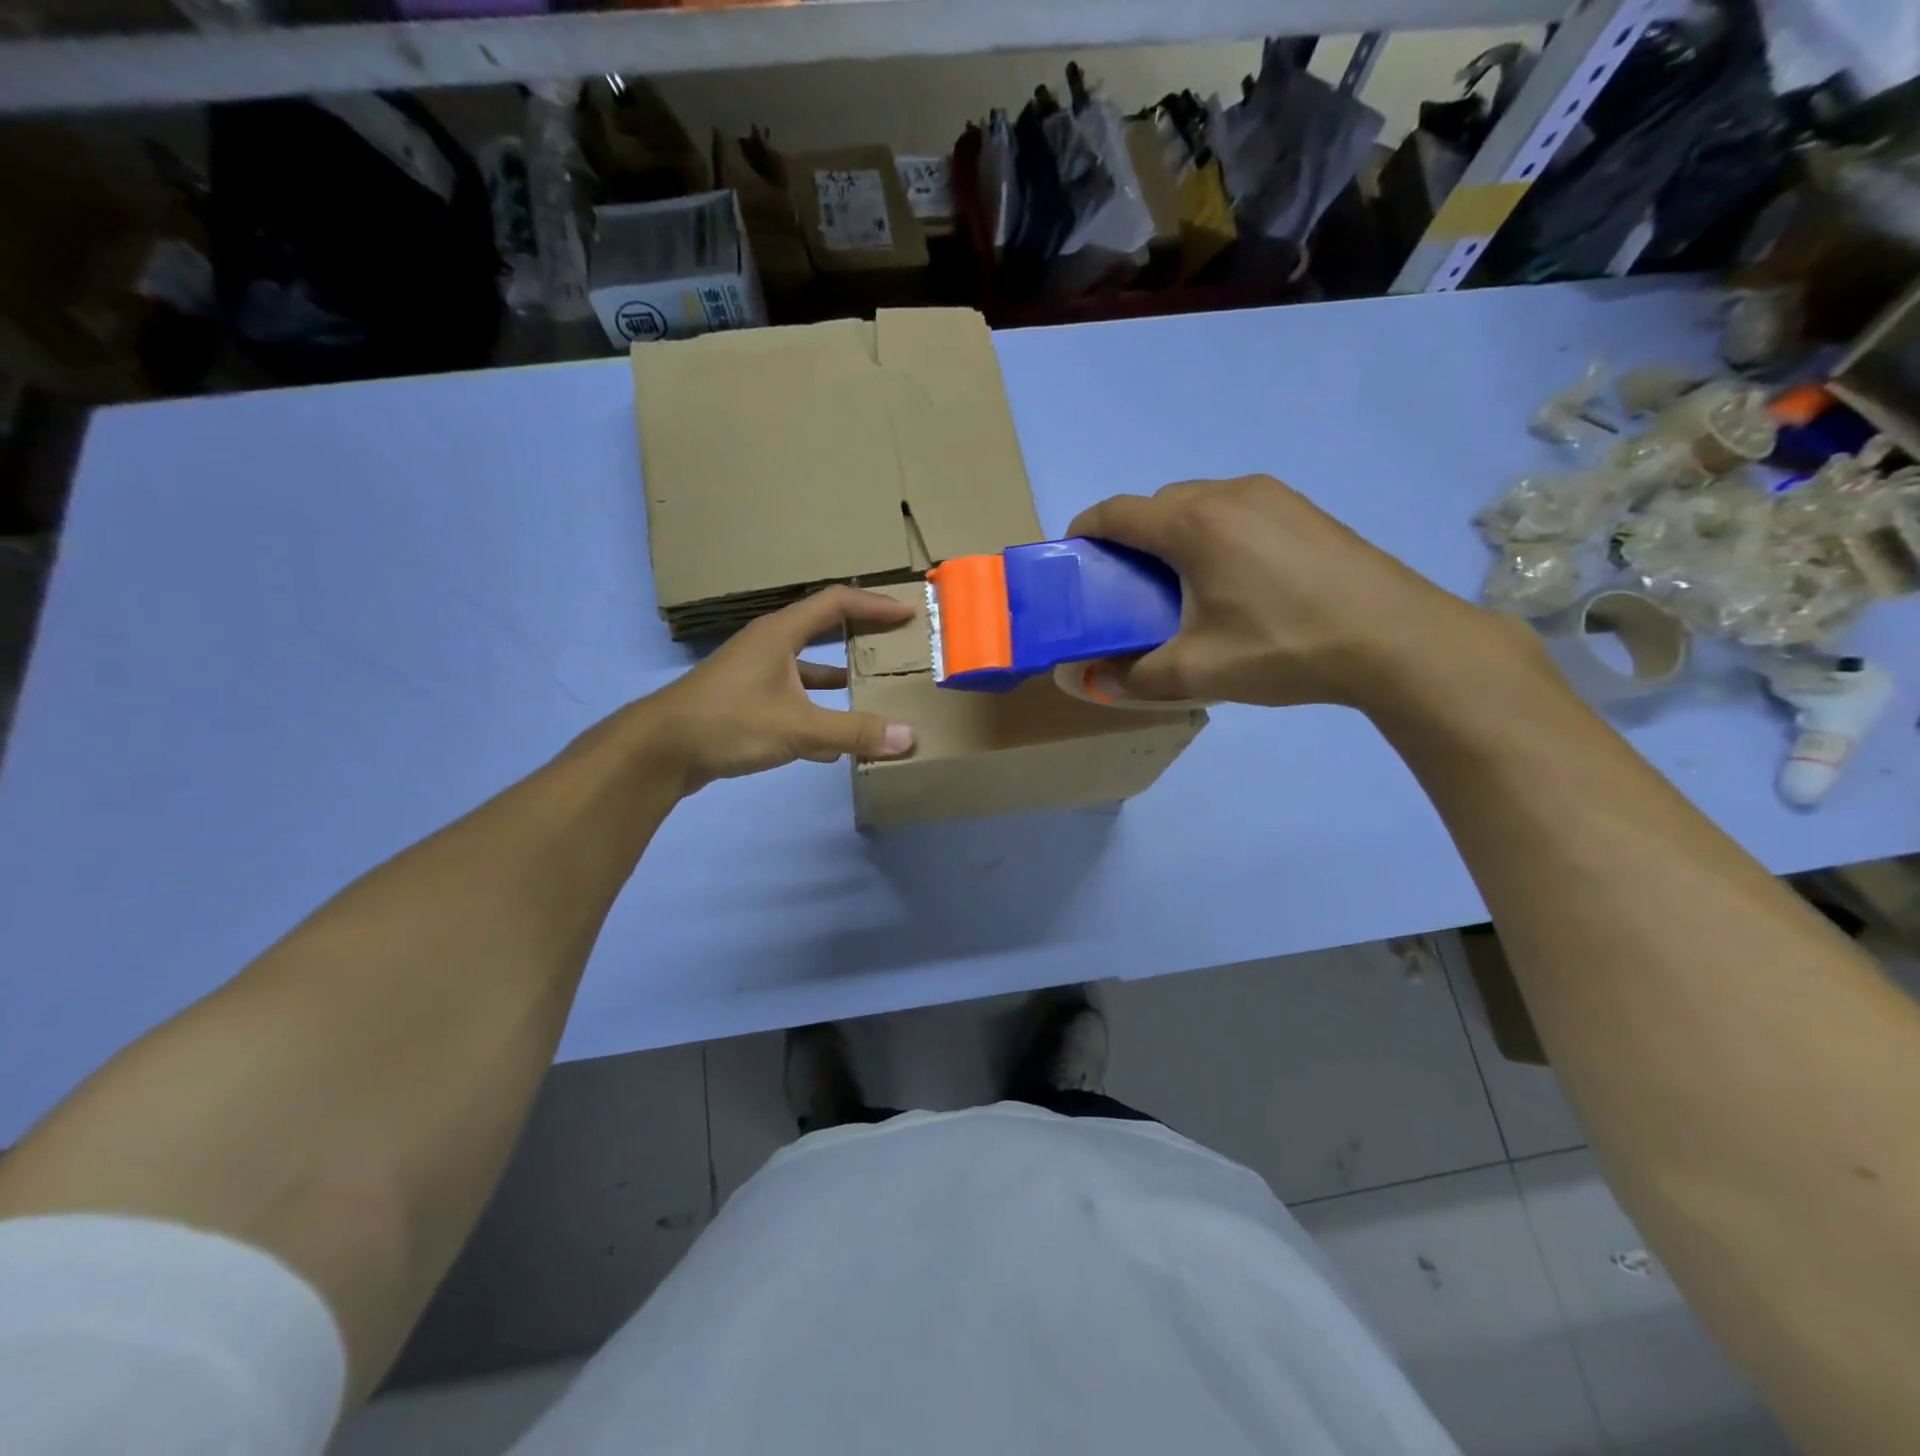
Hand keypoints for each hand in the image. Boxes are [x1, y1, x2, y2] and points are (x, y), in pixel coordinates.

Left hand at [636, 587, 916, 790]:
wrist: (660, 750)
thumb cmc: (730, 722)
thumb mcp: (799, 727)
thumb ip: (854, 732)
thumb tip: (908, 738)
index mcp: (780, 634)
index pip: (836, 603)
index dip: (874, 605)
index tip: (908, 614)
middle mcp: (768, 646)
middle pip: (822, 630)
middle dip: (859, 636)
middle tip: (894, 645)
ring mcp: (754, 675)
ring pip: (806, 668)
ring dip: (838, 677)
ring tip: (871, 689)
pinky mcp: (744, 703)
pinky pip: (791, 699)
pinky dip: (816, 712)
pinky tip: (834, 742)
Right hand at [1069, 475, 1510, 709]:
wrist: (1394, 640)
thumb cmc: (1282, 648)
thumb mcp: (1195, 672)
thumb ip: (1131, 677)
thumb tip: (1091, 680)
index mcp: (1191, 523)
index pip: (1115, 512)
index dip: (1084, 532)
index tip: (1074, 562)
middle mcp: (1227, 493)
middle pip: (1156, 504)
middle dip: (1131, 539)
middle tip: (1130, 589)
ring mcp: (1272, 495)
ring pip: (1199, 503)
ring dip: (1175, 534)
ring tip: (1182, 587)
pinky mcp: (1302, 509)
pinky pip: (1236, 510)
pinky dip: (1214, 534)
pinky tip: (1234, 581)